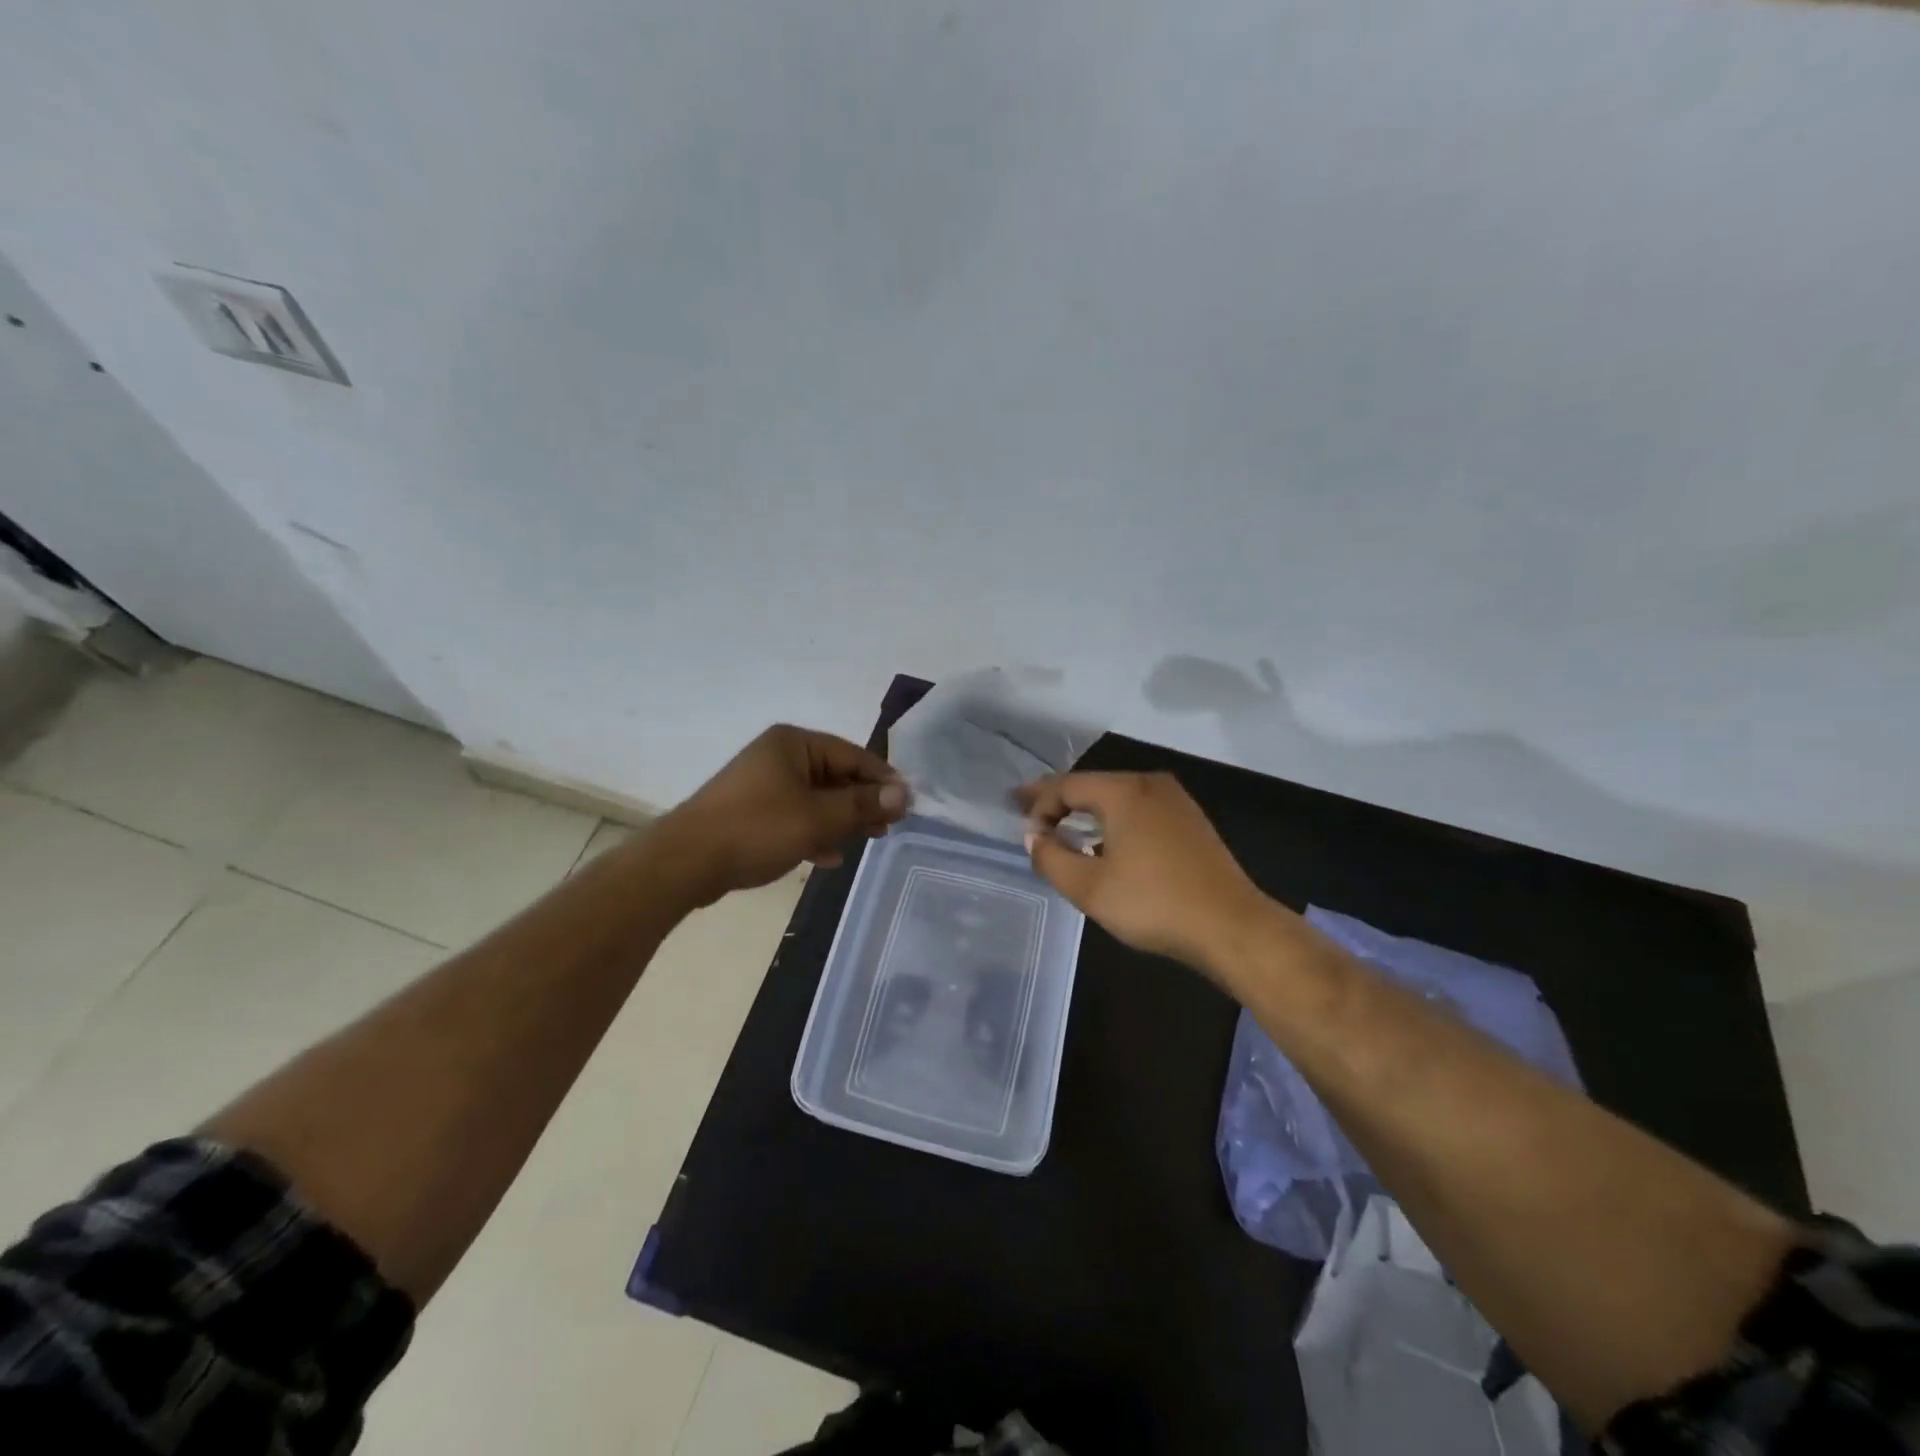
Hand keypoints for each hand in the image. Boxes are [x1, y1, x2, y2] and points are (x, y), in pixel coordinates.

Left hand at [662, 725, 908, 903]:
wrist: (685, 862)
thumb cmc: (757, 829)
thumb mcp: (818, 817)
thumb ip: (862, 804)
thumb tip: (904, 793)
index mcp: (794, 744)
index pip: (853, 755)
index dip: (882, 780)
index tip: (907, 805)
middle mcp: (779, 756)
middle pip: (835, 776)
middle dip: (862, 803)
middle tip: (888, 828)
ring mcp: (762, 784)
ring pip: (816, 799)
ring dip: (841, 820)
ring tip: (867, 841)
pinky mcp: (751, 812)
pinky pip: (794, 816)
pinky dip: (814, 832)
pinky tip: (828, 856)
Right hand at [1016, 771, 1271, 976]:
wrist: (1231, 926)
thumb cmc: (1153, 904)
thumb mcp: (1089, 887)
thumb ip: (1051, 857)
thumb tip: (1034, 836)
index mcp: (1123, 791)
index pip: (1066, 786)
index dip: (1036, 802)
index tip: (1017, 819)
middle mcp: (1150, 784)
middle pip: (1092, 785)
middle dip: (1058, 799)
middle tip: (1029, 811)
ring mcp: (1175, 801)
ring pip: (1117, 796)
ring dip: (1086, 810)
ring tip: (1061, 825)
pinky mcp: (1191, 821)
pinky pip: (1139, 809)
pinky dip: (1113, 819)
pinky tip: (1104, 840)